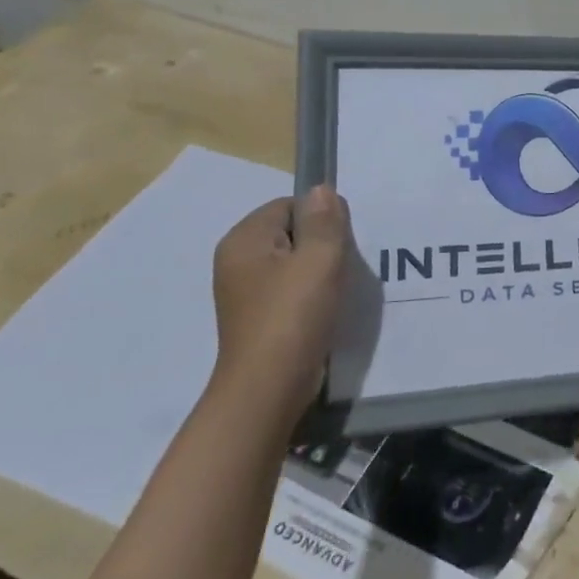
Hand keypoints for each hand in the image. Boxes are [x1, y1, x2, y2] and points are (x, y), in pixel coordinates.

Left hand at [210, 187, 353, 418]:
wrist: (268, 388)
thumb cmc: (293, 316)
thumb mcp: (319, 260)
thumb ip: (324, 220)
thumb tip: (322, 189)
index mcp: (244, 239)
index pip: (290, 205)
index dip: (321, 219)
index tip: (339, 245)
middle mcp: (237, 260)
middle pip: (291, 233)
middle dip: (321, 246)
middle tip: (341, 268)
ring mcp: (245, 291)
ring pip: (293, 263)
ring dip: (319, 272)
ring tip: (336, 290)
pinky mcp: (258, 317)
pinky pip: (290, 289)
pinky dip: (310, 295)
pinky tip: (325, 310)